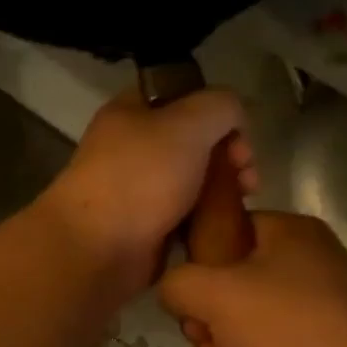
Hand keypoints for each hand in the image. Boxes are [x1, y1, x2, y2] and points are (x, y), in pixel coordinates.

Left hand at [41, 87, 258, 299]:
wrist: (98, 248)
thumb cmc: (142, 177)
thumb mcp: (189, 123)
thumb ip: (221, 106)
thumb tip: (234, 119)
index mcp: (132, 112)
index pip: (187, 97)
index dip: (219, 112)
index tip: (240, 137)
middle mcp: (133, 148)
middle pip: (196, 143)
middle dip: (230, 156)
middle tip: (248, 179)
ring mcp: (139, 190)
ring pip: (195, 182)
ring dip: (224, 191)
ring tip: (242, 205)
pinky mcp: (147, 229)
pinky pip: (188, 217)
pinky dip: (208, 221)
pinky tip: (225, 228)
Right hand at [158, 211, 346, 346]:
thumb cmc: (288, 331)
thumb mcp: (217, 293)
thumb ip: (178, 282)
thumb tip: (173, 290)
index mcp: (288, 237)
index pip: (227, 231)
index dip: (198, 263)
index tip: (188, 295)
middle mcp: (302, 273)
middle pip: (226, 292)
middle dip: (205, 328)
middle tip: (206, 344)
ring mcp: (309, 321)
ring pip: (238, 335)